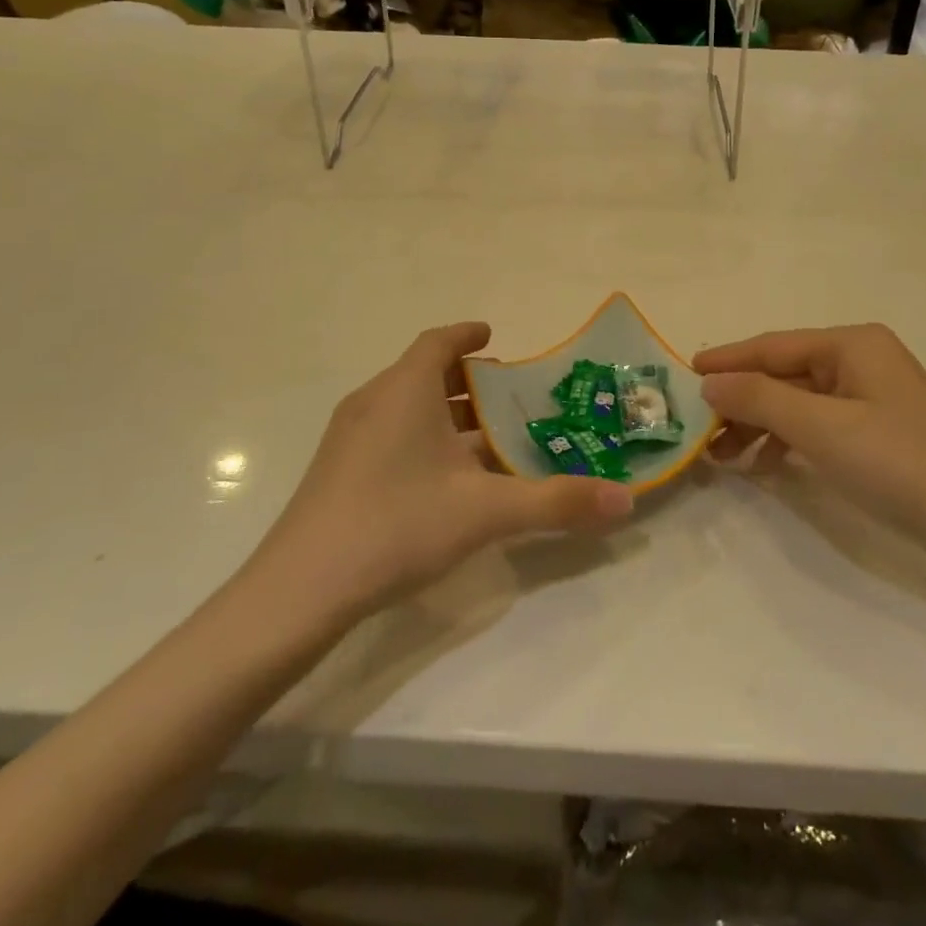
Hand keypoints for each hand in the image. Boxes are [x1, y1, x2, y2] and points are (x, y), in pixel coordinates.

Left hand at [245, 323, 634, 622]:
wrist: (299, 591)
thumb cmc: (397, 525)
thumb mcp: (486, 512)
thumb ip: (557, 502)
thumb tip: (625, 501)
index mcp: (404, 390)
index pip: (438, 341)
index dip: (467, 334)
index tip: (493, 336)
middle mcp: (374, 401)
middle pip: (424, 373)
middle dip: (467, 381)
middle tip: (508, 397)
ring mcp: (349, 437)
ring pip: (406, 407)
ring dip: (445, 413)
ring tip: (486, 438)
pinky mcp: (337, 471)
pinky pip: (390, 434)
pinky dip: (423, 439)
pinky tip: (445, 480)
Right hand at [695, 325, 925, 560]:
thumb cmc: (900, 463)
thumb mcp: (821, 428)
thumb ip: (759, 399)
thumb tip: (710, 383)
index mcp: (852, 345)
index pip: (773, 346)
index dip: (727, 360)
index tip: (685, 374)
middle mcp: (862, 360)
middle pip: (784, 374)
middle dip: (741, 401)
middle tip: (699, 430)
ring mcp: (873, 397)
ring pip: (799, 402)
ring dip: (760, 425)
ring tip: (722, 456)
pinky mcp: (879, 431)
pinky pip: (819, 425)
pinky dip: (788, 442)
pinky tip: (765, 467)